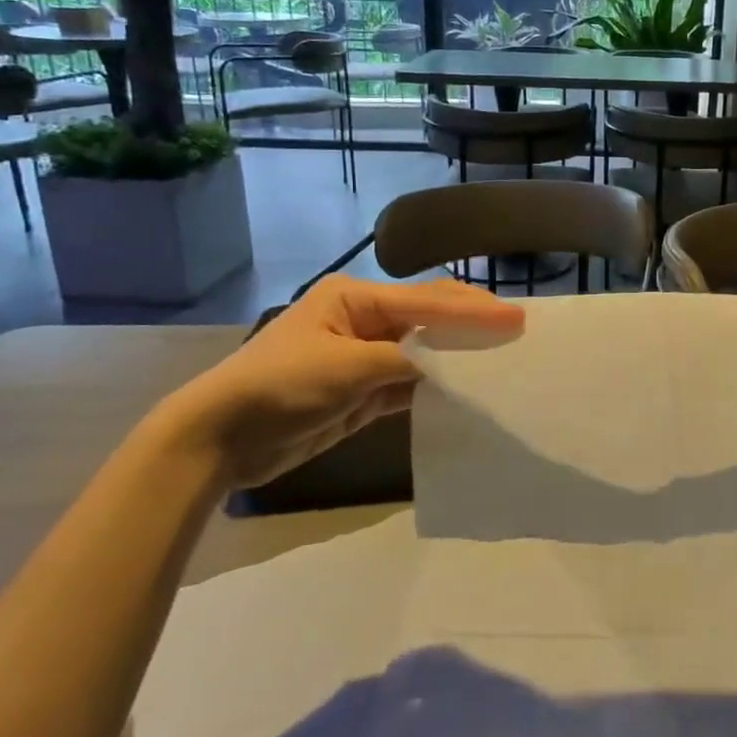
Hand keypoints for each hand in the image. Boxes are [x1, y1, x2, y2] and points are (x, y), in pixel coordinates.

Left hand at [143, 276, 523, 488]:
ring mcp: (364, 357)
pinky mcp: (362, 392)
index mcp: (355, 298)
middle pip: (429, 319)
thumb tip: (452, 367)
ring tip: (501, 360)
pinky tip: (465, 391)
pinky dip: (436, 387)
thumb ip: (404, 362)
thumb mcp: (345, 367)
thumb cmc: (279, 386)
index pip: (427, 301)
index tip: (516, 319)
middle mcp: (364, 320)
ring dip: (457, 357)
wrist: (220, 438)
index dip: (473, 310)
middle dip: (470, 325)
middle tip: (517, 332)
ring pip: (423, 352)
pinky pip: (409, 384)